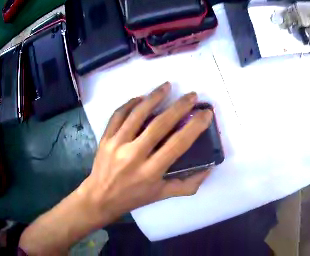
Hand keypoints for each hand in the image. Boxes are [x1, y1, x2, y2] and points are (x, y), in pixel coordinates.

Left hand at [19, 82, 213, 253]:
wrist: (100, 196)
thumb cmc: (133, 197)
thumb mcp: (161, 195)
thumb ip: (187, 185)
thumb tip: (209, 169)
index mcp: (151, 172)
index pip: (177, 144)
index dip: (195, 127)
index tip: (205, 113)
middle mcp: (134, 155)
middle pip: (159, 124)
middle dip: (179, 107)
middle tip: (192, 95)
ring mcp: (117, 144)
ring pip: (137, 114)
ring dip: (154, 97)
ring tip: (167, 86)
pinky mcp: (106, 137)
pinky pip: (118, 114)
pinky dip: (130, 103)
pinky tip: (140, 97)